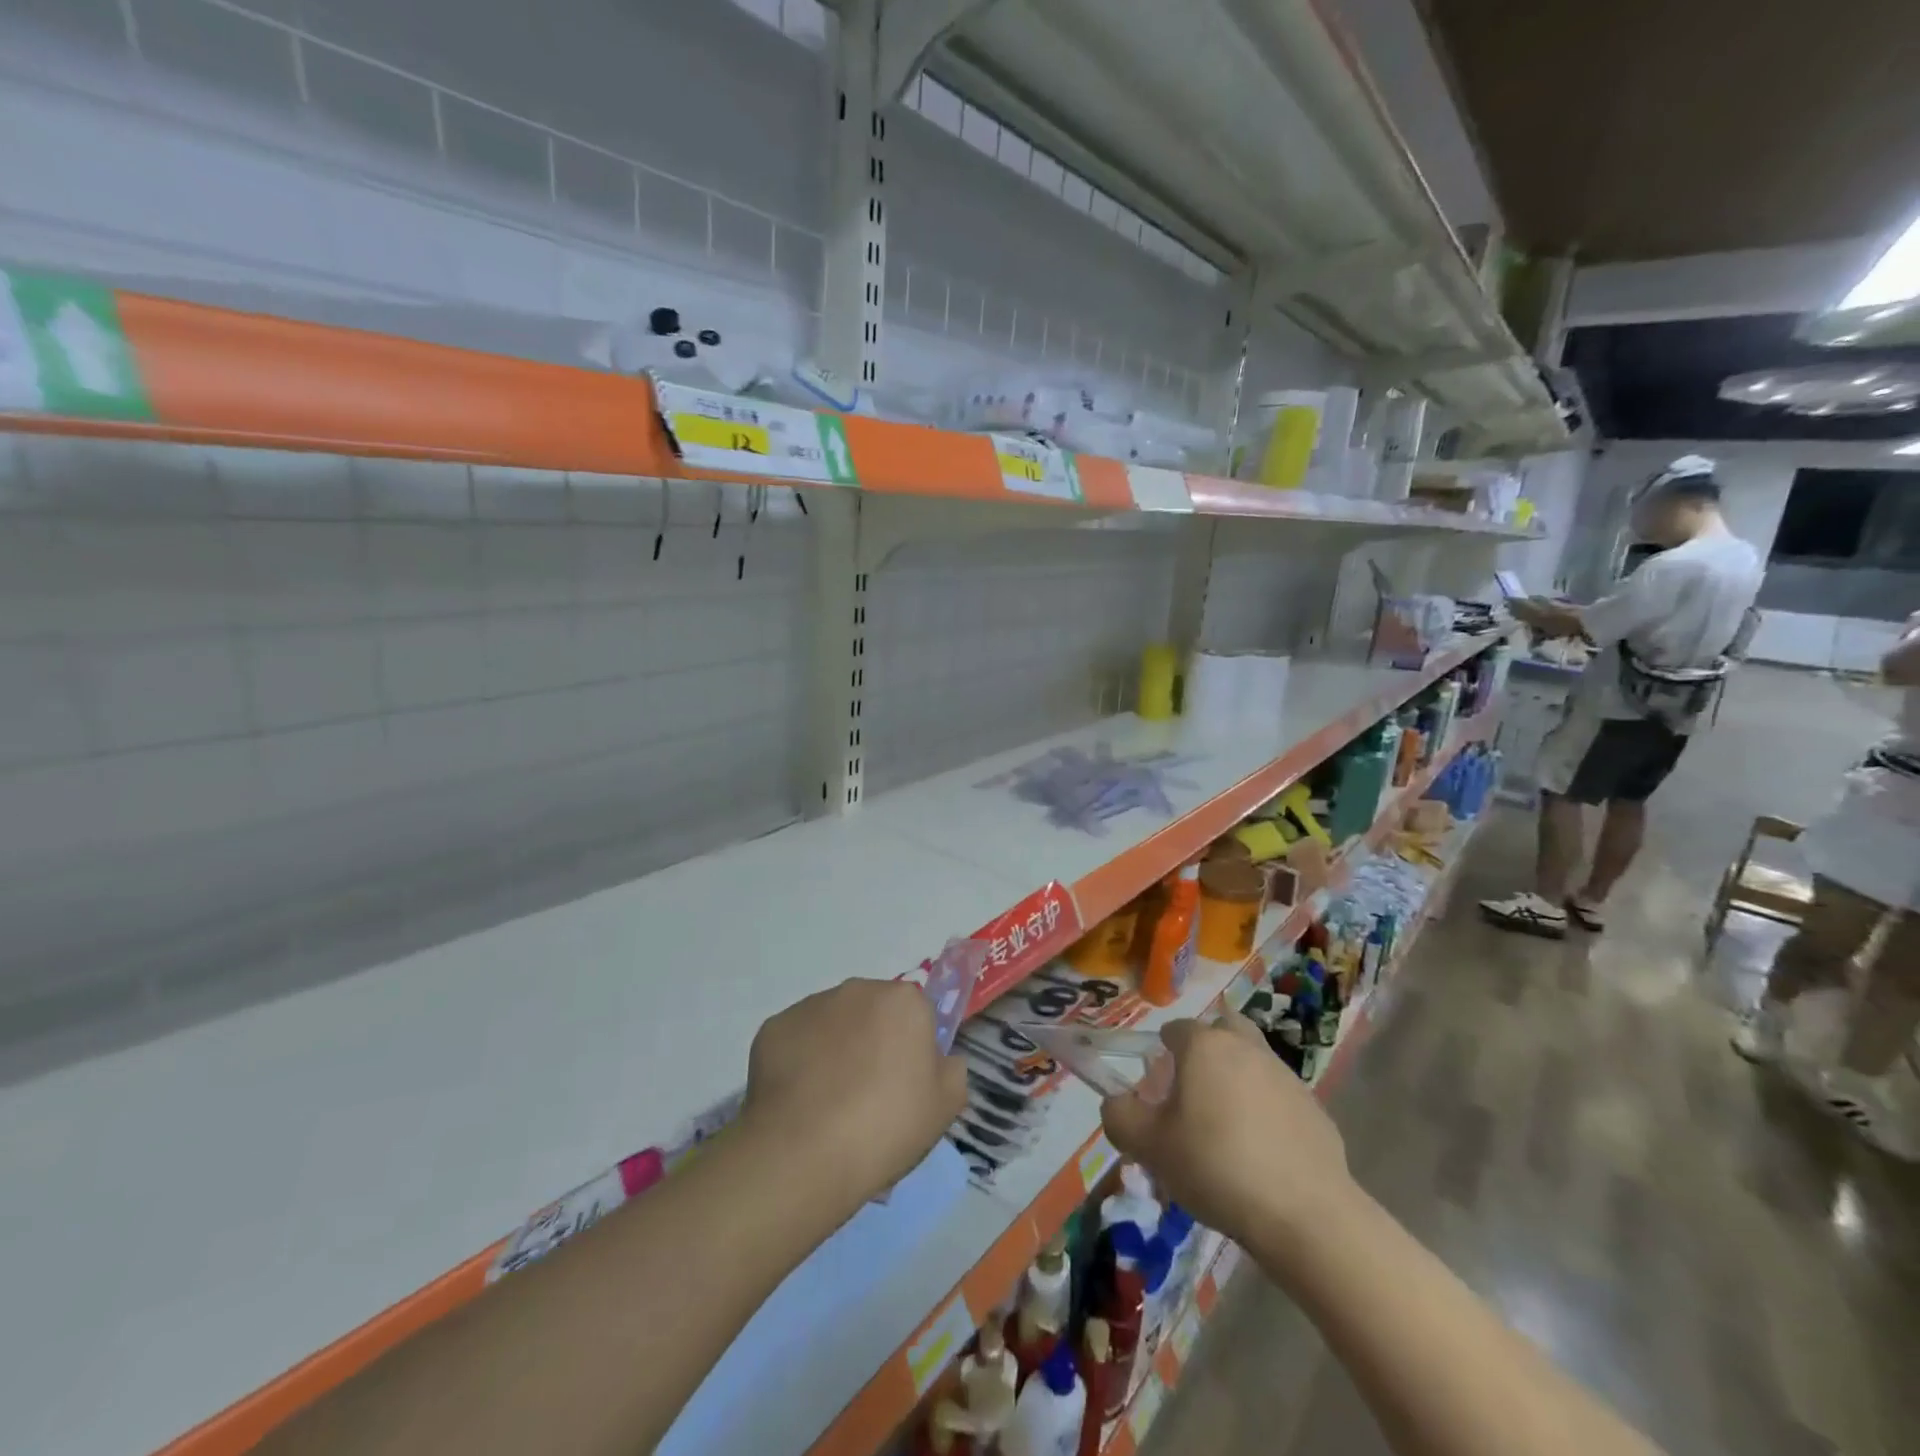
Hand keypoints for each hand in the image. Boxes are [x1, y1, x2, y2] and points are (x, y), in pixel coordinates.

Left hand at [740, 979, 967, 1211]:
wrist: (803, 1154)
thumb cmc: (885, 1126)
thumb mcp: (946, 1107)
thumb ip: (952, 1070)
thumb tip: (939, 1060)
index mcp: (903, 1001)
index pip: (916, 1013)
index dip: (912, 1048)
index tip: (905, 1084)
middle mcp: (858, 990)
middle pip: (873, 1012)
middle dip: (872, 1041)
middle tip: (868, 1095)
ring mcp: (811, 1005)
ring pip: (832, 1023)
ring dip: (835, 1049)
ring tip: (828, 1104)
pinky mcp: (774, 1027)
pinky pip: (796, 1041)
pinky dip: (799, 1063)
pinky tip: (799, 1103)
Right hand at [1101, 1014, 1354, 1244]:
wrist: (1305, 1215)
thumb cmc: (1215, 1167)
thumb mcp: (1149, 1146)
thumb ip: (1120, 1116)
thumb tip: (1116, 1102)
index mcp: (1205, 1046)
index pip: (1176, 1029)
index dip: (1162, 1052)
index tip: (1157, 1087)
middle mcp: (1247, 1048)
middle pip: (1223, 1029)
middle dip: (1207, 1048)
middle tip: (1195, 1090)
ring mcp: (1286, 1076)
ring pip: (1253, 1061)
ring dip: (1238, 1079)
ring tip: (1226, 1128)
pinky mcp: (1315, 1109)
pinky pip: (1280, 1098)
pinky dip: (1267, 1111)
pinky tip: (1261, 1153)